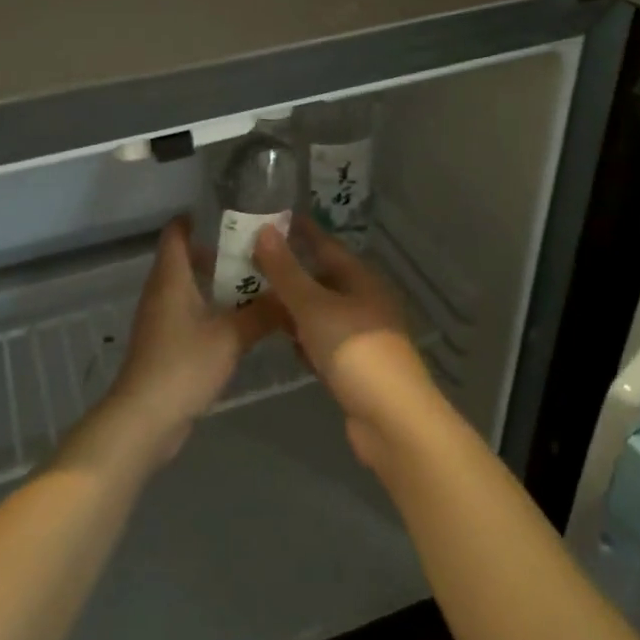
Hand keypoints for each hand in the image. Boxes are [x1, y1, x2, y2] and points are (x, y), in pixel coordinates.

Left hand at [106, 219, 277, 464]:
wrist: (145, 418)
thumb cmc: (183, 365)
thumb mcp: (231, 337)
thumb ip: (262, 314)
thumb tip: (292, 296)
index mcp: (171, 277)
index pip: (177, 232)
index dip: (198, 218)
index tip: (232, 215)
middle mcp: (161, 291)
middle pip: (185, 258)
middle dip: (218, 251)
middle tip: (256, 251)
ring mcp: (160, 318)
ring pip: (188, 287)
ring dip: (216, 282)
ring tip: (255, 284)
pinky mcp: (164, 343)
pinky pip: (188, 312)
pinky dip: (210, 307)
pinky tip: (238, 321)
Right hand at [253, 220, 436, 468]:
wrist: (392, 420)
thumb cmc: (354, 351)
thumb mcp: (314, 306)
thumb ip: (286, 271)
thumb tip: (264, 230)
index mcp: (361, 278)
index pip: (325, 244)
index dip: (298, 231)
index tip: (267, 219)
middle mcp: (363, 301)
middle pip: (320, 278)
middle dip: (288, 271)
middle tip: (248, 263)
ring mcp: (360, 335)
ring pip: (319, 311)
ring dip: (292, 306)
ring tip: (253, 299)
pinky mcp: (354, 366)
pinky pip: (322, 341)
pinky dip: (303, 338)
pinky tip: (282, 341)